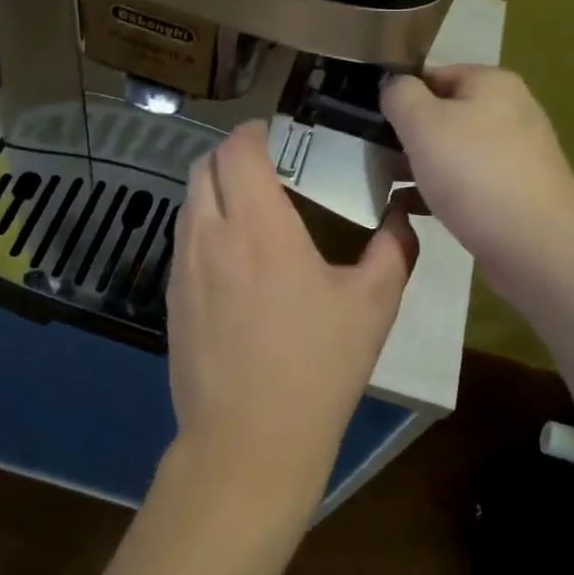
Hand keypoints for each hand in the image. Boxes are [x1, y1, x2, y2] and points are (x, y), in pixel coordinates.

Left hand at [165, 121, 419, 521]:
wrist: (248, 443)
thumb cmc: (316, 369)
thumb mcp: (373, 307)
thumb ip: (393, 251)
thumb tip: (402, 218)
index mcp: (258, 226)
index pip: (238, 150)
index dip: (254, 131)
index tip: (276, 133)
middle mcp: (210, 235)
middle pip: (203, 167)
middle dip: (231, 154)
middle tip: (268, 166)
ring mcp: (182, 269)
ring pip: (188, 203)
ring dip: (214, 189)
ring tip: (251, 208)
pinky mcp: (171, 301)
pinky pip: (183, 241)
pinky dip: (204, 226)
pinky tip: (235, 259)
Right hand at [381, 65, 573, 303]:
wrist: (536, 245)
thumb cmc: (474, 173)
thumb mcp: (423, 123)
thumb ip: (399, 95)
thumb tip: (392, 84)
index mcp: (492, 83)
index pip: (432, 76)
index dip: (398, 96)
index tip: (369, 122)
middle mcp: (509, 112)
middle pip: (442, 115)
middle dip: (406, 136)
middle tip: (373, 157)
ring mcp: (515, 155)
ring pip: (452, 152)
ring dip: (418, 166)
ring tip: (384, 184)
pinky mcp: (514, 193)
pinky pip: (466, 184)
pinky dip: (437, 192)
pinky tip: (408, 208)